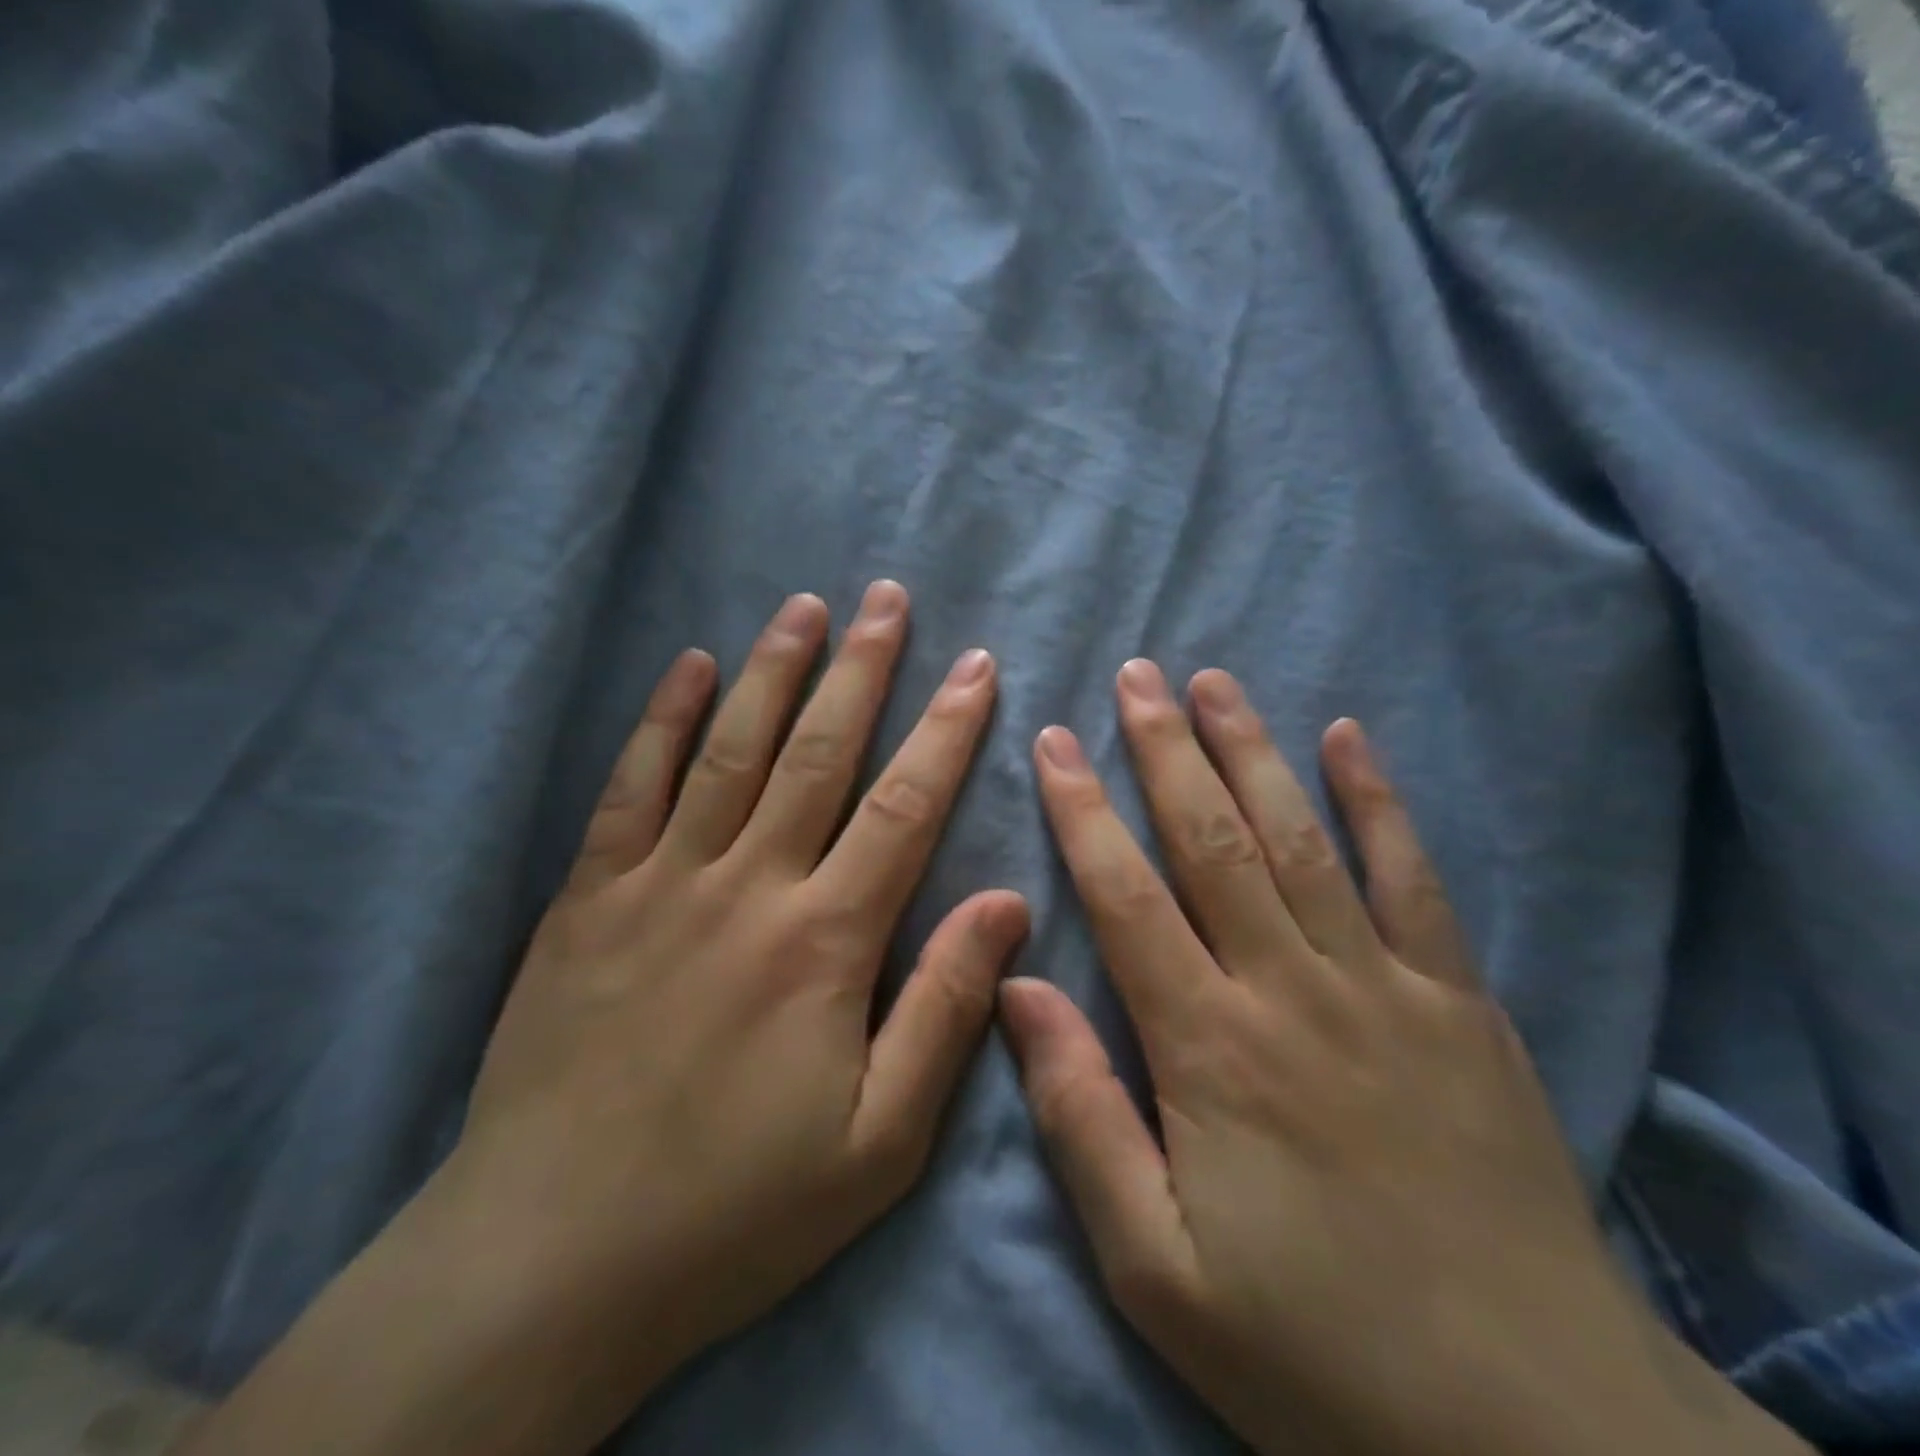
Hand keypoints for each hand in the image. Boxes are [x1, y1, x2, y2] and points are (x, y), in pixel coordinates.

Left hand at [179, 584, 1027, 1455]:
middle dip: (861, 668)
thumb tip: (1006, 902)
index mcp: (824, 941)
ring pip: (729, 750)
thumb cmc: (737, 1208)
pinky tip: (689, 667)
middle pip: (817, 752)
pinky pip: (630, 788)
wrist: (550, 1261)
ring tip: (804, 607)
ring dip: (772, 670)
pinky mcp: (588, 899)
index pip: (904, 806)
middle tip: (887, 598)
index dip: (947, 729)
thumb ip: (945, 1009)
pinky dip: (662, 720)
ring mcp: (658, 883)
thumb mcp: (880, 1142)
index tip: (975, 666)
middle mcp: (745, 886)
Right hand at [1001, 662, 1809, 1455]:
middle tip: (1134, 675)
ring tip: (1213, 682)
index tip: (1054, 740)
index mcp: (1209, 1047)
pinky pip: (1413, 878)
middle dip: (1164, 749)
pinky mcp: (1460, 1003)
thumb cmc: (1312, 1349)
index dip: (1082, 810)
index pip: (1125, 894)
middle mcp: (1292, 988)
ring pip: (1301, 837)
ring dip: (1252, 750)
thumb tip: (1020, 989)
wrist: (1533, 1431)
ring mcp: (1386, 985)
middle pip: (1213, 839)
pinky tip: (1348, 736)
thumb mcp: (1155, 1266)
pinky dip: (1377, 800)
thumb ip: (1080, 1116)